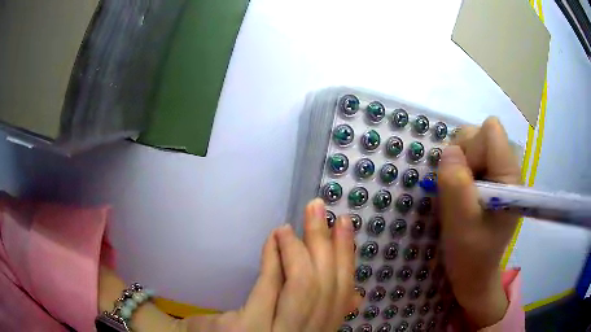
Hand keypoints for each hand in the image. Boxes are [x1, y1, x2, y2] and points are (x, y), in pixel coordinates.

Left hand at [181, 198, 359, 331]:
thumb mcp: (293, 327)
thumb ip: (319, 313)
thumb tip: (355, 295)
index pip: (340, 297)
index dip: (346, 260)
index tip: (345, 227)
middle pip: (326, 289)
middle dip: (327, 244)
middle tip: (319, 209)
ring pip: (303, 287)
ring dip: (301, 247)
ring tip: (295, 222)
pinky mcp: (247, 328)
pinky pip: (268, 284)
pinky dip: (274, 257)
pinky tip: (275, 237)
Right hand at [438, 117, 520, 327]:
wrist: (474, 272)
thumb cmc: (471, 253)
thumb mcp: (461, 224)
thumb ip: (455, 185)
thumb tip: (448, 151)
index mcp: (509, 175)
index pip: (490, 131)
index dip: (471, 148)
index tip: (463, 179)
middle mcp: (506, 167)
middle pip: (478, 134)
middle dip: (461, 157)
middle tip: (457, 190)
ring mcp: (497, 172)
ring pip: (470, 145)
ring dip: (457, 166)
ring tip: (457, 195)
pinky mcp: (488, 179)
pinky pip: (467, 159)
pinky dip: (457, 172)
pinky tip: (459, 195)